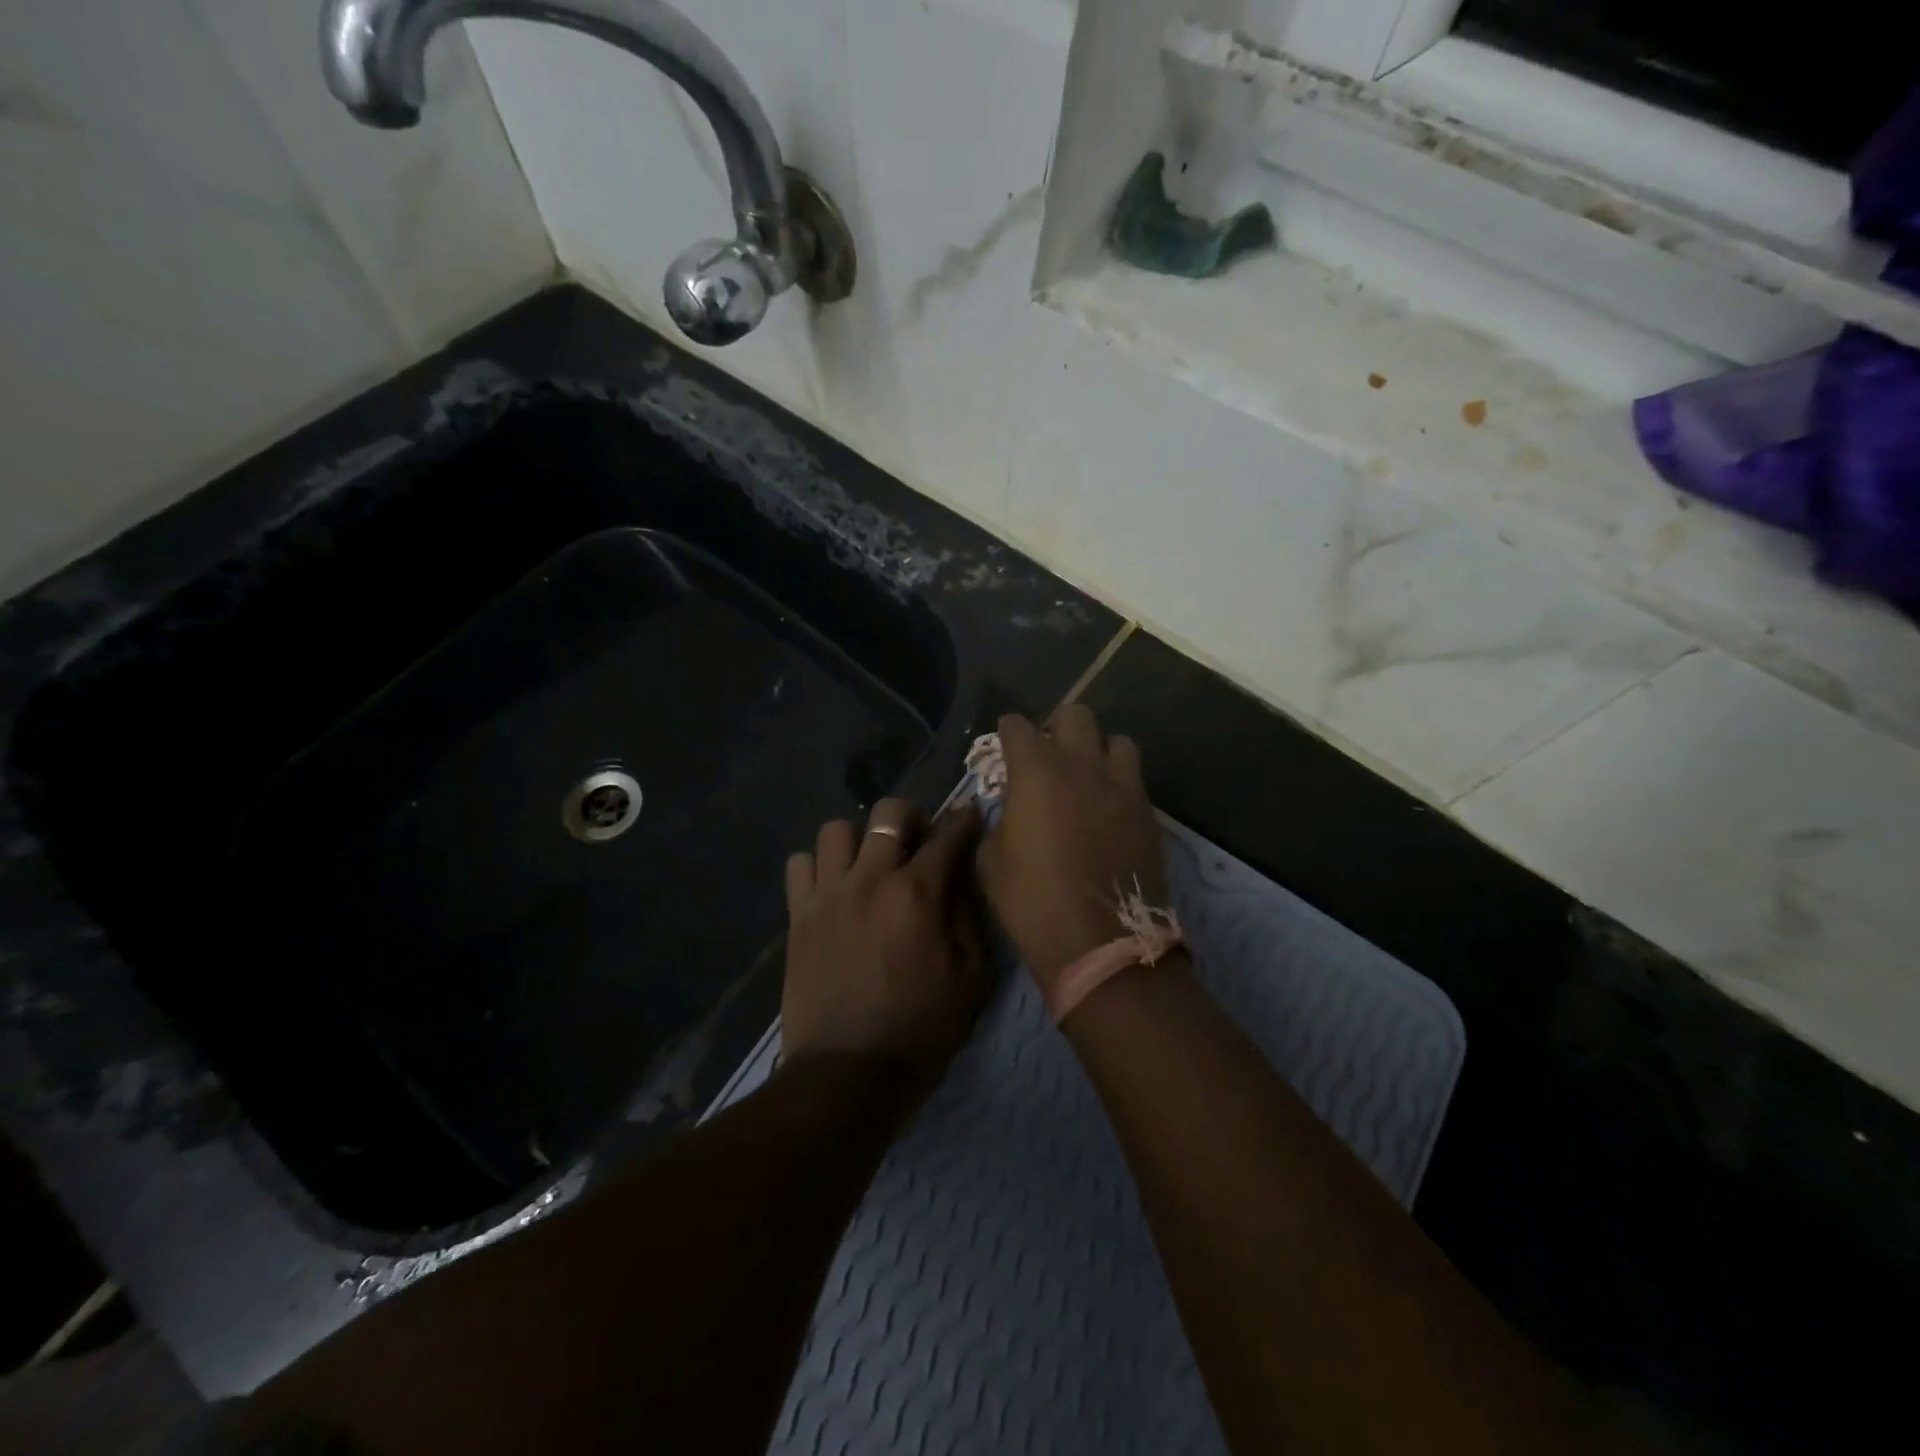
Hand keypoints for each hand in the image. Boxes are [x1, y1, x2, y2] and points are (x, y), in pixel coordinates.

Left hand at [780, 798, 989, 1077]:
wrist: (847, 1074)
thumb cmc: (920, 1029)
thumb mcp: (970, 979)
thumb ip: (969, 918)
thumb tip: (963, 877)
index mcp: (917, 894)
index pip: (947, 836)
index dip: (964, 820)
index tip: (969, 814)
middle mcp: (870, 879)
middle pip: (888, 813)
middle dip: (910, 817)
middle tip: (917, 841)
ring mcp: (827, 894)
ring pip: (836, 830)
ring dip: (859, 839)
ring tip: (869, 864)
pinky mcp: (798, 915)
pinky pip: (800, 864)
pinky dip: (818, 866)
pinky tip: (833, 889)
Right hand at [977, 706, 1167, 996]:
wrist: (1101, 944)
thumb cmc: (1033, 903)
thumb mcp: (991, 862)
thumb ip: (998, 821)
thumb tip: (1010, 809)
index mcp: (1036, 772)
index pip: (1018, 727)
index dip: (1008, 733)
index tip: (1005, 744)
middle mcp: (1082, 766)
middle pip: (1074, 715)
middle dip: (1056, 727)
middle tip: (1047, 755)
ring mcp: (1122, 786)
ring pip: (1116, 741)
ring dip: (1097, 750)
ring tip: (1086, 777)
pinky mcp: (1148, 812)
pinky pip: (1134, 778)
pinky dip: (1118, 782)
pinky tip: (1107, 808)